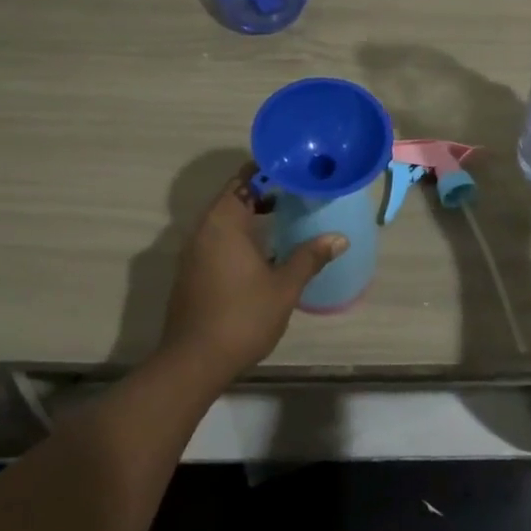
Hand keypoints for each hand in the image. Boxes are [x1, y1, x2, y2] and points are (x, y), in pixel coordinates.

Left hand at [157, 164, 346, 385]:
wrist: (193, 362)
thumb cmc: (242, 317)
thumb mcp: (284, 286)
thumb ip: (309, 257)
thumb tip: (339, 238)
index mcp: (223, 221)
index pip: (244, 179)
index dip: (269, 170)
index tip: (294, 168)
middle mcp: (204, 228)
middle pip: (234, 196)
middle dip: (264, 191)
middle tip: (297, 191)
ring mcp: (194, 251)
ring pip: (224, 219)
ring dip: (251, 214)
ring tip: (285, 216)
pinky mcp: (191, 271)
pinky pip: (217, 238)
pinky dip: (239, 234)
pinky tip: (263, 250)